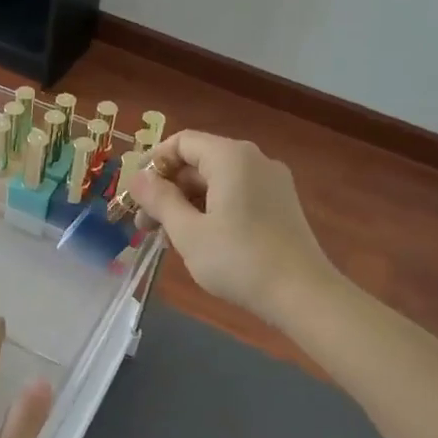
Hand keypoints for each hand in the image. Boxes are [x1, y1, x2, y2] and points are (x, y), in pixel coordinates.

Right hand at [130, 130, 342, 324]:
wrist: (303, 295)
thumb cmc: (238, 259)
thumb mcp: (187, 231)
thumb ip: (159, 199)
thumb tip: (137, 177)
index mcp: (231, 157)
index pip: (181, 142)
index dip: (152, 164)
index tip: (135, 195)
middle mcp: (254, 160)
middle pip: (198, 163)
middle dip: (166, 191)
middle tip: (144, 226)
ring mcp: (271, 183)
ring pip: (215, 183)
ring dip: (186, 205)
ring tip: (167, 240)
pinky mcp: (280, 205)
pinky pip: (235, 196)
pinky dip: (210, 211)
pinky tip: (198, 242)